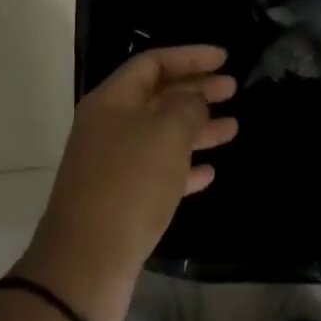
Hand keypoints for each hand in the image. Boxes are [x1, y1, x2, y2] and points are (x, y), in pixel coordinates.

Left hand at [17, 46, 237, 320]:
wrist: (86, 263)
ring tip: (233, 128)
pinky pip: (158, 170)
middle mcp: (110, 125)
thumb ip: (187, 107)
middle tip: (233, 89)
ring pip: (161, 134)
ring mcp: (114, 163)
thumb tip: (194, 97)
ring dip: (196, 128)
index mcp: (112, 100)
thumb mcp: (165, 135)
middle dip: (196, 90)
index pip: (153, 63)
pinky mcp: (121, 198)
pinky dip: (184, 167)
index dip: (190, 56)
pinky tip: (209, 171)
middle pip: (158, 96)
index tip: (224, 58)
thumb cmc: (129, 185)